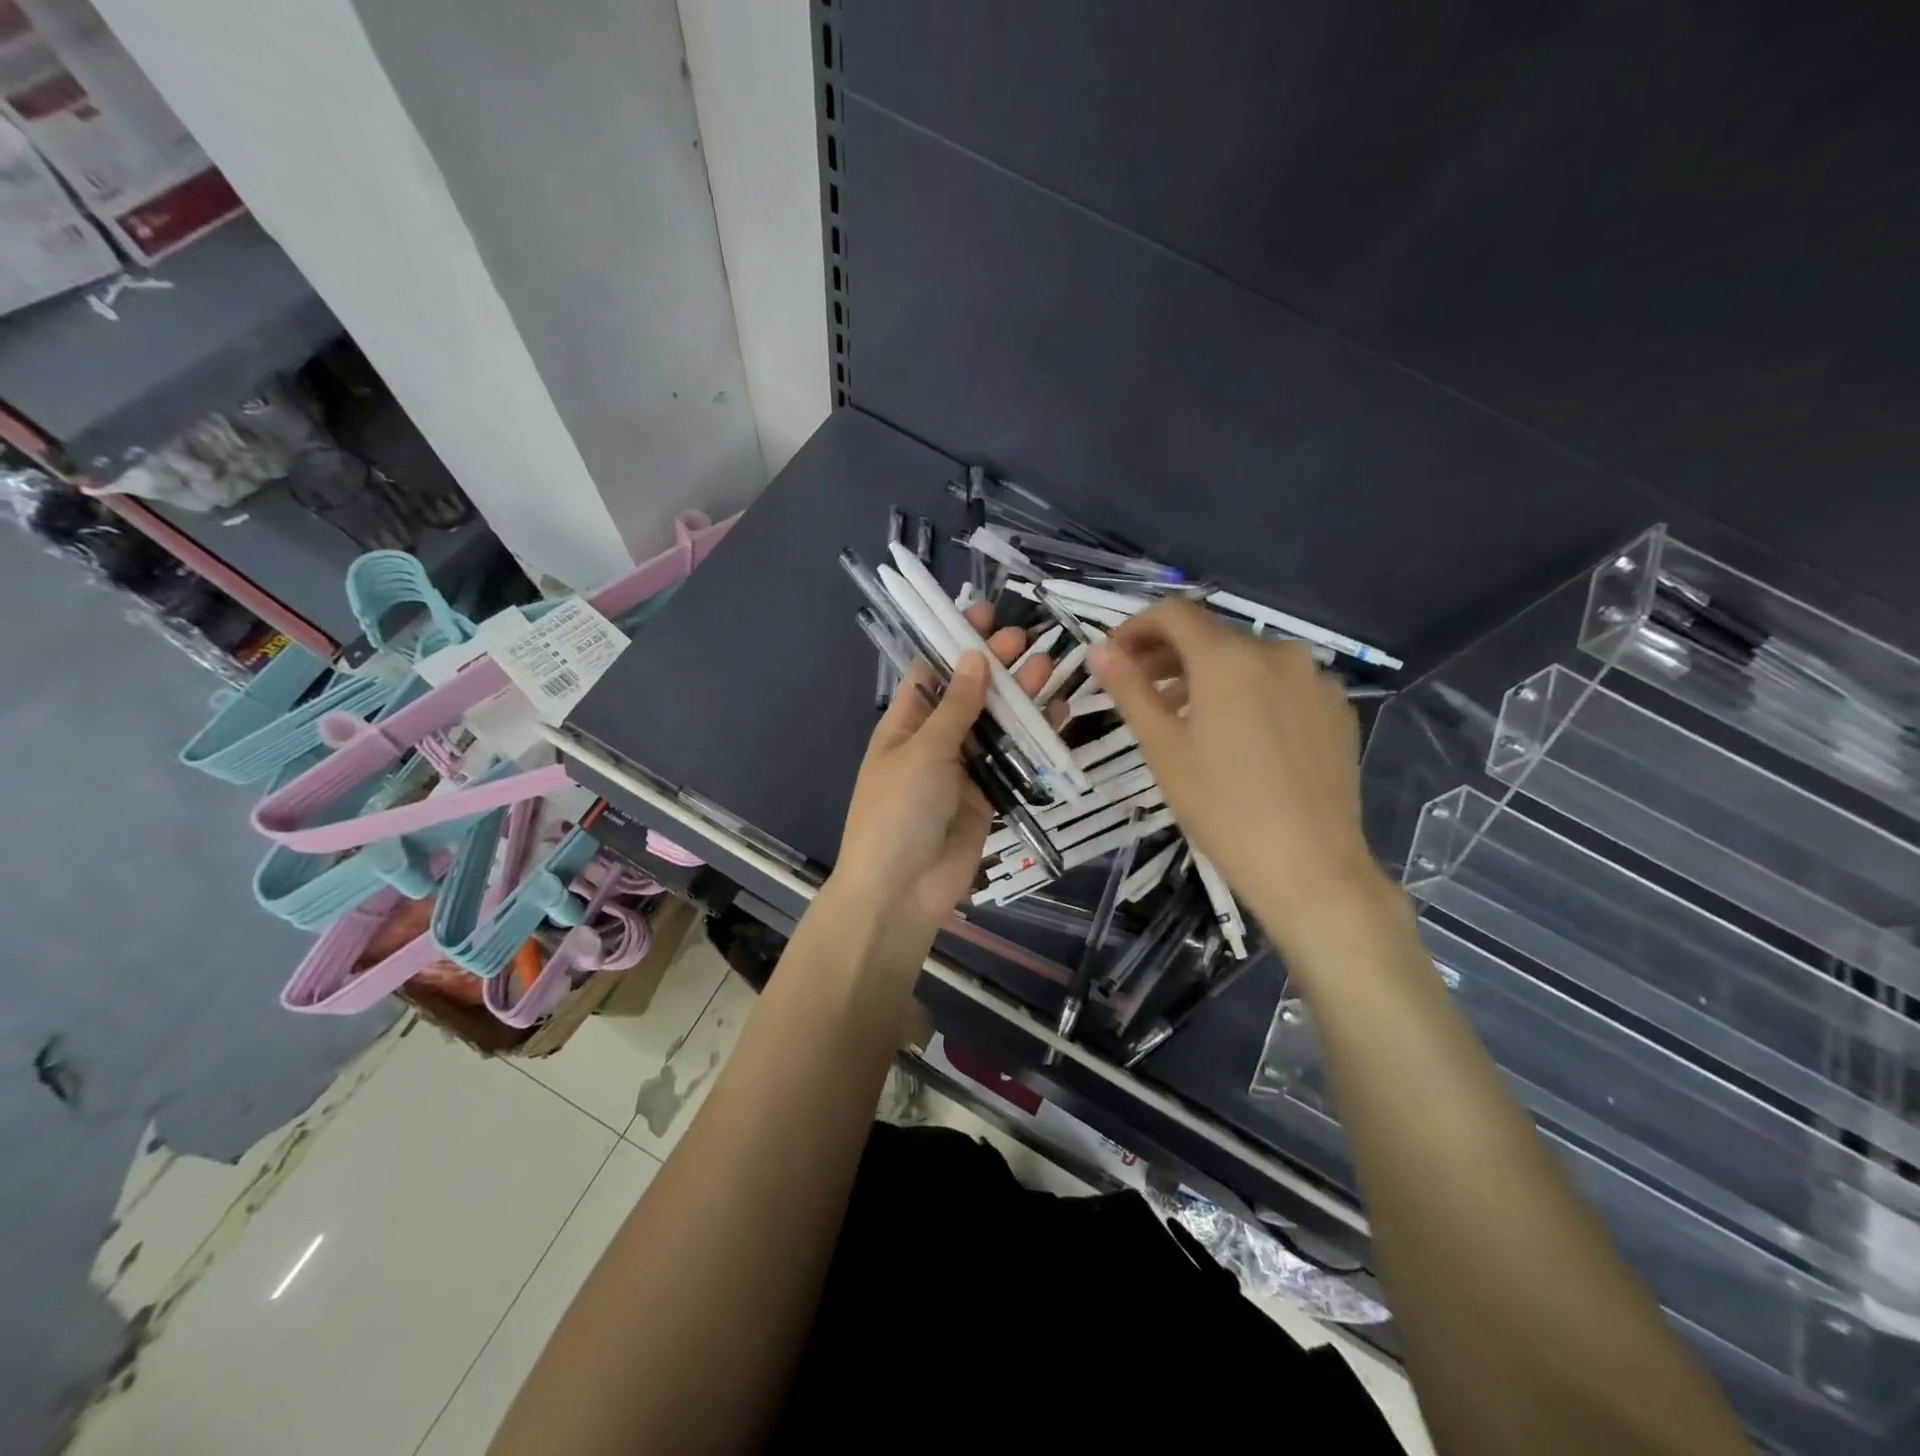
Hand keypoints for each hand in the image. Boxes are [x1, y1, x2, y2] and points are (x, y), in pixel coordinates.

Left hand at [833, 603, 1057, 954]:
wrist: (901, 890)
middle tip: (1027, 637)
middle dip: (996, 665)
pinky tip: (1060, 714)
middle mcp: (935, 740)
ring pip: (998, 724)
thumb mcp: (923, 750)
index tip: (982, 613)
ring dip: (1021, 697)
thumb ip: (955, 707)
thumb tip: (973, 657)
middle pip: (971, 694)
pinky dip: (1035, 739)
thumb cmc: (898, 810)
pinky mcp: (989, 795)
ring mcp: (964, 769)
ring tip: (1050, 665)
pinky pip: (1014, 760)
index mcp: (905, 723)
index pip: (932, 670)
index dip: (955, 642)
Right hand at [1089, 598, 1392, 952]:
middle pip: (1212, 634)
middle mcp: (1277, 652)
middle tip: (1141, 688)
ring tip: (1187, 716)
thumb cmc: (1222, 807)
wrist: (1310, 866)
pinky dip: (1251, 693)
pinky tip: (1241, 736)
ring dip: (1210, 675)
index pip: (1174, 613)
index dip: (1136, 627)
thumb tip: (1098, 650)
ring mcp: (1315, 679)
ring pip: (1249, 659)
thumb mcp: (1162, 747)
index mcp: (1228, 657)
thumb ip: (1129, 689)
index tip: (1114, 657)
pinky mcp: (1338, 708)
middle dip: (1170, 653)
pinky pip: (1283, 684)